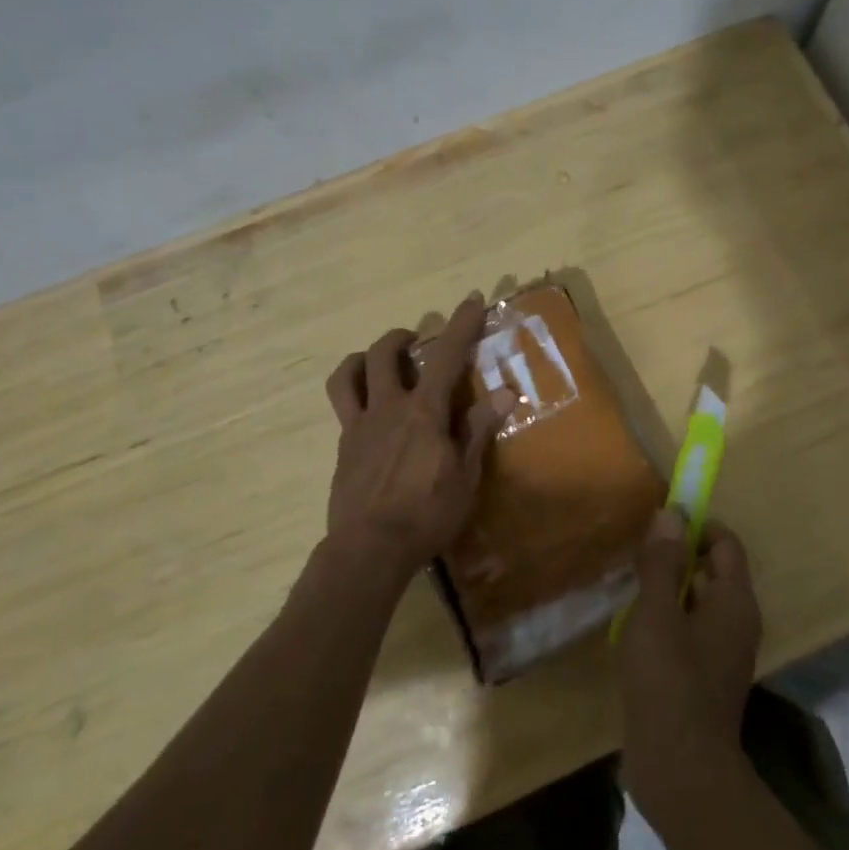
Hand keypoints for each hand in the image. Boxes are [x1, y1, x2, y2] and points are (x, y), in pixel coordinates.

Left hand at [324, 292, 501, 583]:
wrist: (369, 550)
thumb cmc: (426, 515)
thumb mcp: (465, 477)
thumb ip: (478, 430)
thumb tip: (505, 394)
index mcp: (423, 412)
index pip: (445, 356)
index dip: (461, 324)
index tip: (472, 298)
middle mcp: (387, 408)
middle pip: (383, 354)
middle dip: (401, 337)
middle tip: (416, 341)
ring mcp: (359, 426)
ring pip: (347, 374)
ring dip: (364, 358)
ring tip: (379, 362)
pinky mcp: (343, 447)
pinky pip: (343, 407)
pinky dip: (356, 394)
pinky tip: (372, 412)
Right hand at [616, 511, 762, 813]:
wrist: (680, 771)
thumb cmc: (668, 681)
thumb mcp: (657, 614)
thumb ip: (661, 562)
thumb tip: (671, 513)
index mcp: (734, 602)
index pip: (725, 544)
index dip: (696, 526)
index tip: (658, 525)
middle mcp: (737, 623)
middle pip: (712, 572)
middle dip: (677, 557)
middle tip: (637, 555)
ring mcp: (722, 653)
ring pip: (698, 603)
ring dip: (668, 590)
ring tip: (629, 588)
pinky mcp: (704, 678)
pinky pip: (689, 632)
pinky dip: (668, 621)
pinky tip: (635, 630)